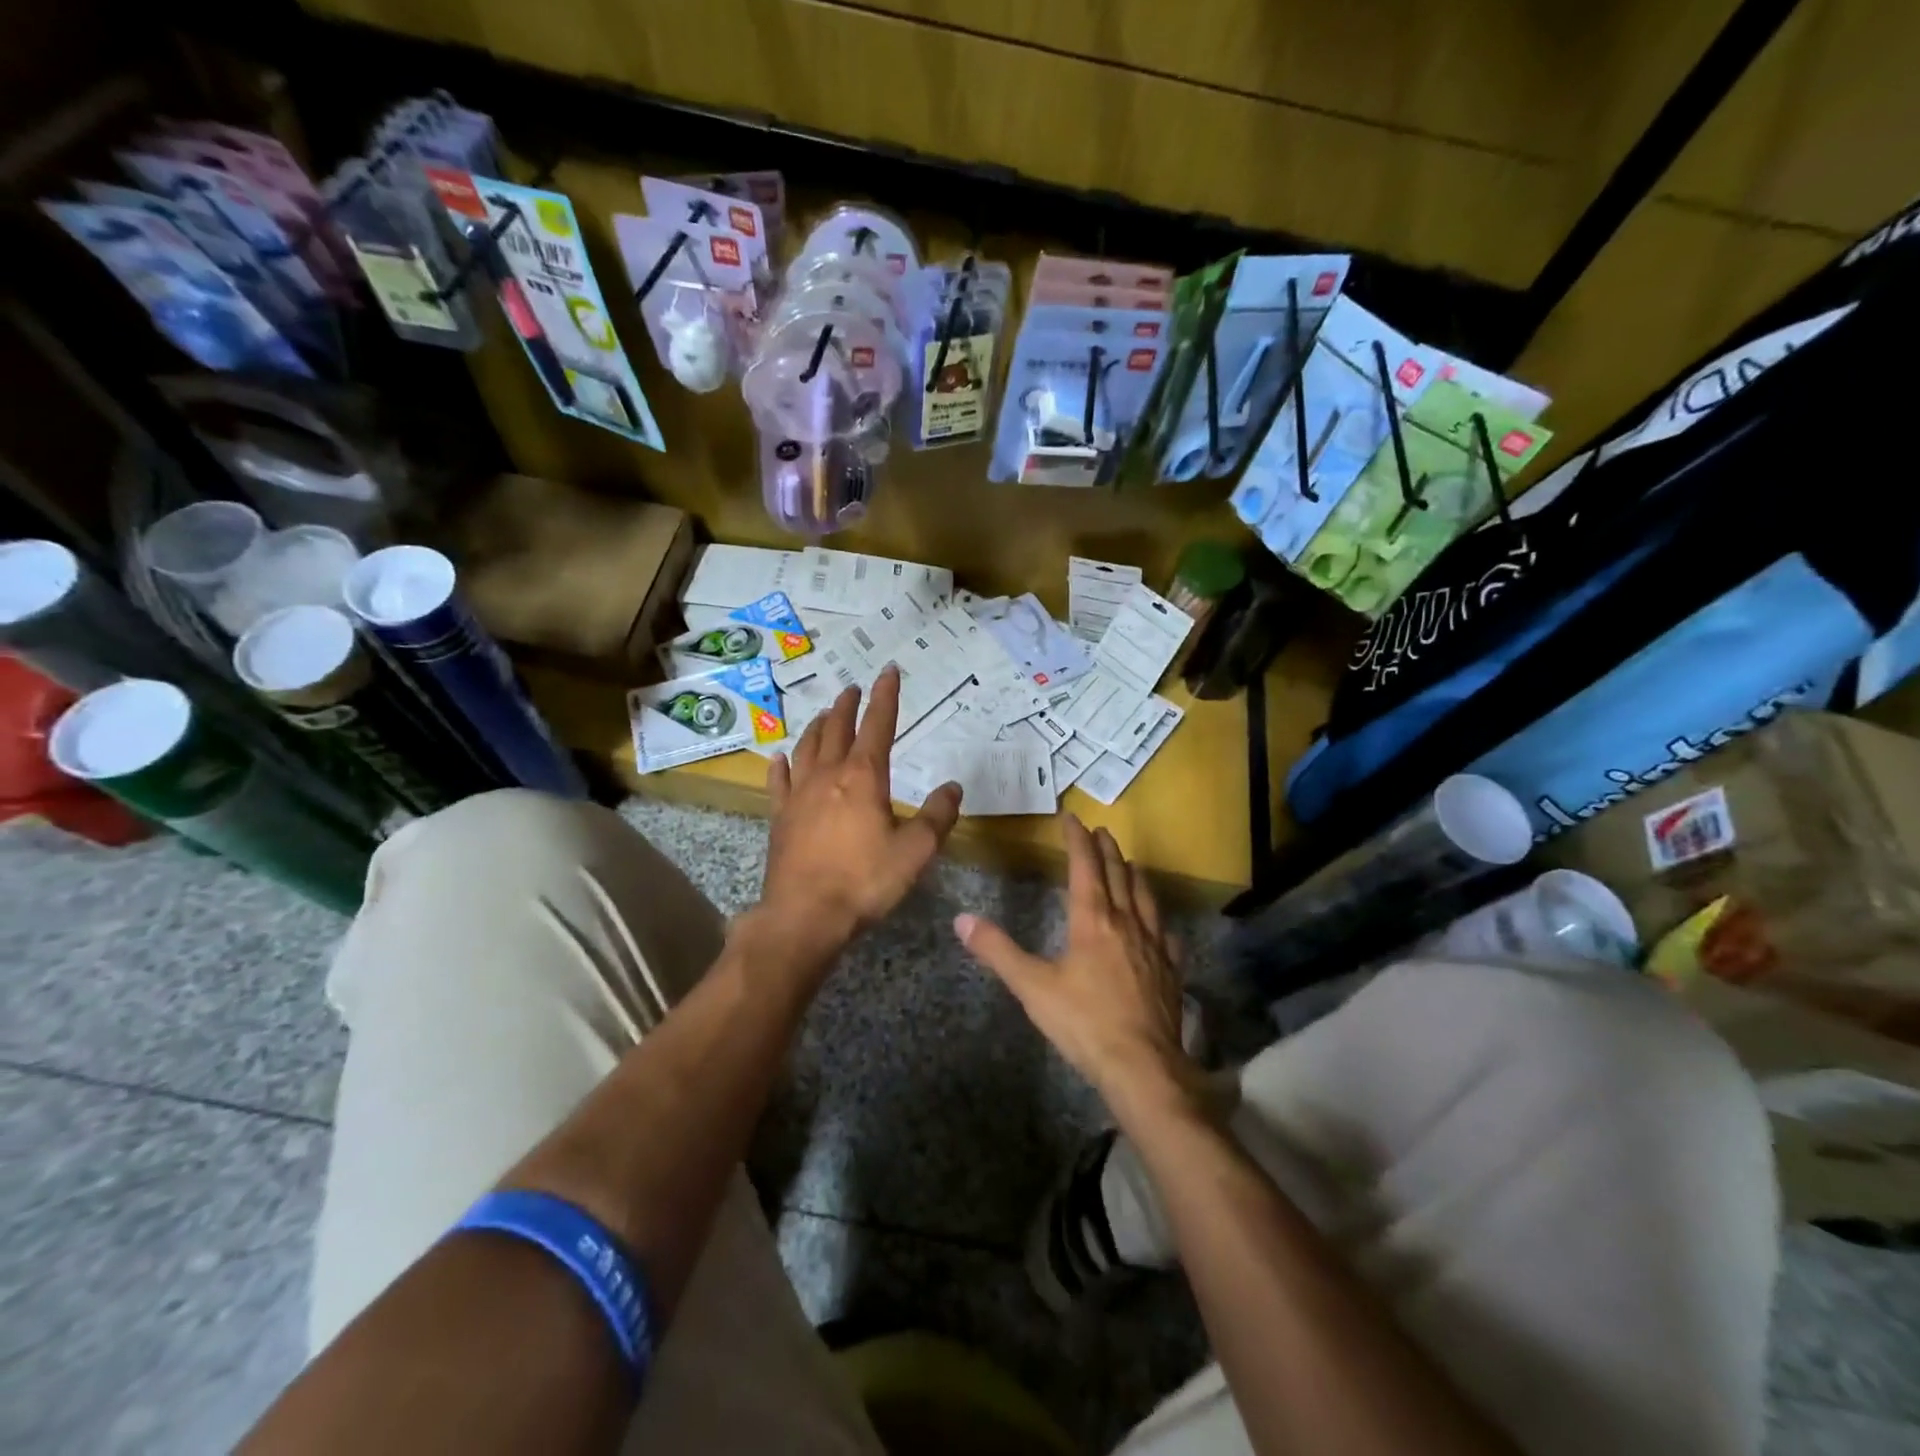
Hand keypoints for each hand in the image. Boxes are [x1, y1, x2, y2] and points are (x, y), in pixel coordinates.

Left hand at [760, 665, 962, 960]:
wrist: (804, 916)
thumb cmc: (865, 881)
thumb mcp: (916, 851)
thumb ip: (937, 816)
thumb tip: (952, 787)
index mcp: (864, 777)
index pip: (878, 725)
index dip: (886, 696)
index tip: (889, 671)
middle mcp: (828, 776)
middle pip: (837, 729)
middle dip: (848, 705)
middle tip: (853, 688)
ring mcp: (799, 795)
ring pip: (806, 748)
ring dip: (817, 727)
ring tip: (824, 715)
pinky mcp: (780, 818)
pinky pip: (779, 781)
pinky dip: (781, 764)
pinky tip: (780, 757)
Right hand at [954, 815, 1200, 1114]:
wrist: (1142, 1065)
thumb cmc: (1083, 1022)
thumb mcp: (1032, 987)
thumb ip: (997, 951)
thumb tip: (961, 919)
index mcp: (1093, 920)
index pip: (1085, 867)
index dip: (1077, 840)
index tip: (1072, 819)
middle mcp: (1126, 923)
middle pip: (1118, 875)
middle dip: (1107, 850)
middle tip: (1101, 831)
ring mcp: (1153, 945)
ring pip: (1145, 897)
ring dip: (1134, 875)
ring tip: (1130, 863)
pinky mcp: (1170, 969)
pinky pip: (1165, 932)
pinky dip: (1157, 916)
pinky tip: (1158, 922)